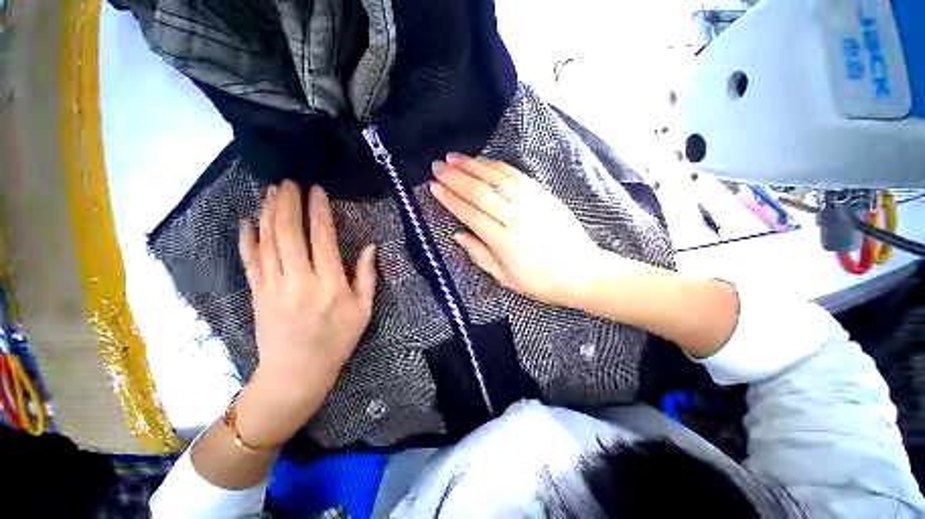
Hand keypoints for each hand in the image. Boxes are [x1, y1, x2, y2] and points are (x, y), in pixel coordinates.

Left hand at [236, 180, 376, 445]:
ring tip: (270, 191)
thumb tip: (369, 248)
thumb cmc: (337, 341)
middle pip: (288, 232)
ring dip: (267, 212)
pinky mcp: (257, 292)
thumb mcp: (363, 310)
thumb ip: (367, 277)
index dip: (318, 210)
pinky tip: (246, 220)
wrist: (296, 373)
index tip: (316, 189)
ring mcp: (273, 285)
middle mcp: (299, 279)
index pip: (322, 237)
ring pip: (267, 241)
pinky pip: (250, 259)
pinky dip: (247, 238)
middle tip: (288, 181)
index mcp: (329, 283)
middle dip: (287, 202)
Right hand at [430, 154, 607, 307]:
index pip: (470, 213)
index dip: (450, 199)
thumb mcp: (505, 278)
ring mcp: (533, 203)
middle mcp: (516, 218)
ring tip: (455, 157)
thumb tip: (458, 235)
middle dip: (456, 177)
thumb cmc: (541, 282)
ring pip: (498, 178)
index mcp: (504, 241)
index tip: (434, 186)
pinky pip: (518, 176)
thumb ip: (479, 254)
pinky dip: (498, 166)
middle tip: (437, 165)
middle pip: (481, 191)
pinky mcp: (545, 196)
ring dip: (474, 165)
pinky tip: (485, 162)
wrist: (583, 273)